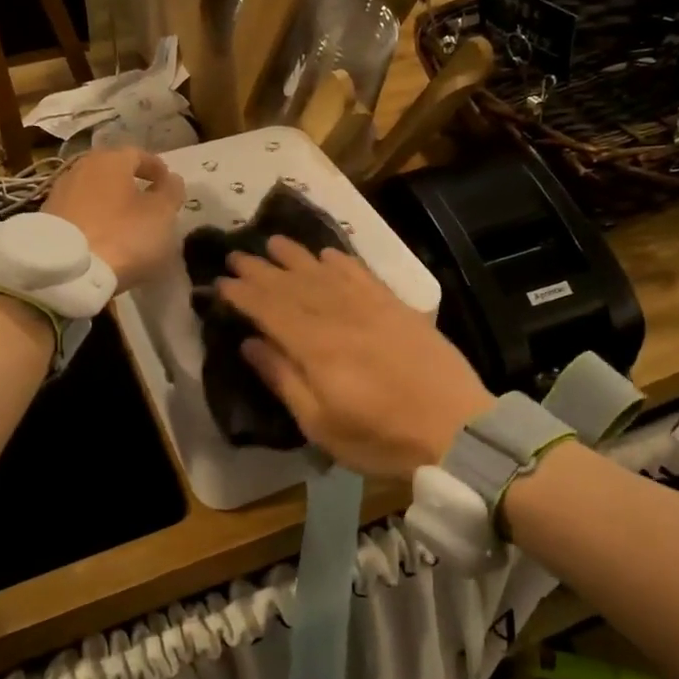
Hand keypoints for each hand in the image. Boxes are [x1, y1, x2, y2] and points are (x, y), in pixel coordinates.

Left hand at [43, 147, 185, 292]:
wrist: (65, 271)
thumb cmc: (122, 235)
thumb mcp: (161, 215)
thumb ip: (171, 193)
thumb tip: (171, 179)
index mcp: (111, 160)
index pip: (139, 155)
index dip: (157, 168)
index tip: (169, 184)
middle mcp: (82, 168)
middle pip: (113, 172)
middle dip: (132, 185)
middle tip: (148, 203)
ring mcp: (60, 193)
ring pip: (94, 192)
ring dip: (111, 203)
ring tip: (126, 224)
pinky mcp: (47, 219)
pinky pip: (80, 213)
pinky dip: (94, 220)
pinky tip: (103, 238)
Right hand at [216, 238, 494, 477]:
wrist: (458, 429)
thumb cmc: (381, 437)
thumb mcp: (321, 424)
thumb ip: (284, 379)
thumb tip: (249, 343)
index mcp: (315, 346)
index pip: (269, 309)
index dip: (243, 294)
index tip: (221, 282)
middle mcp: (339, 316)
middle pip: (293, 285)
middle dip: (261, 269)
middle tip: (236, 255)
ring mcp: (372, 307)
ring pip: (325, 273)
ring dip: (297, 256)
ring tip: (273, 241)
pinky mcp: (398, 308)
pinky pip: (363, 275)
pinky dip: (343, 261)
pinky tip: (329, 254)